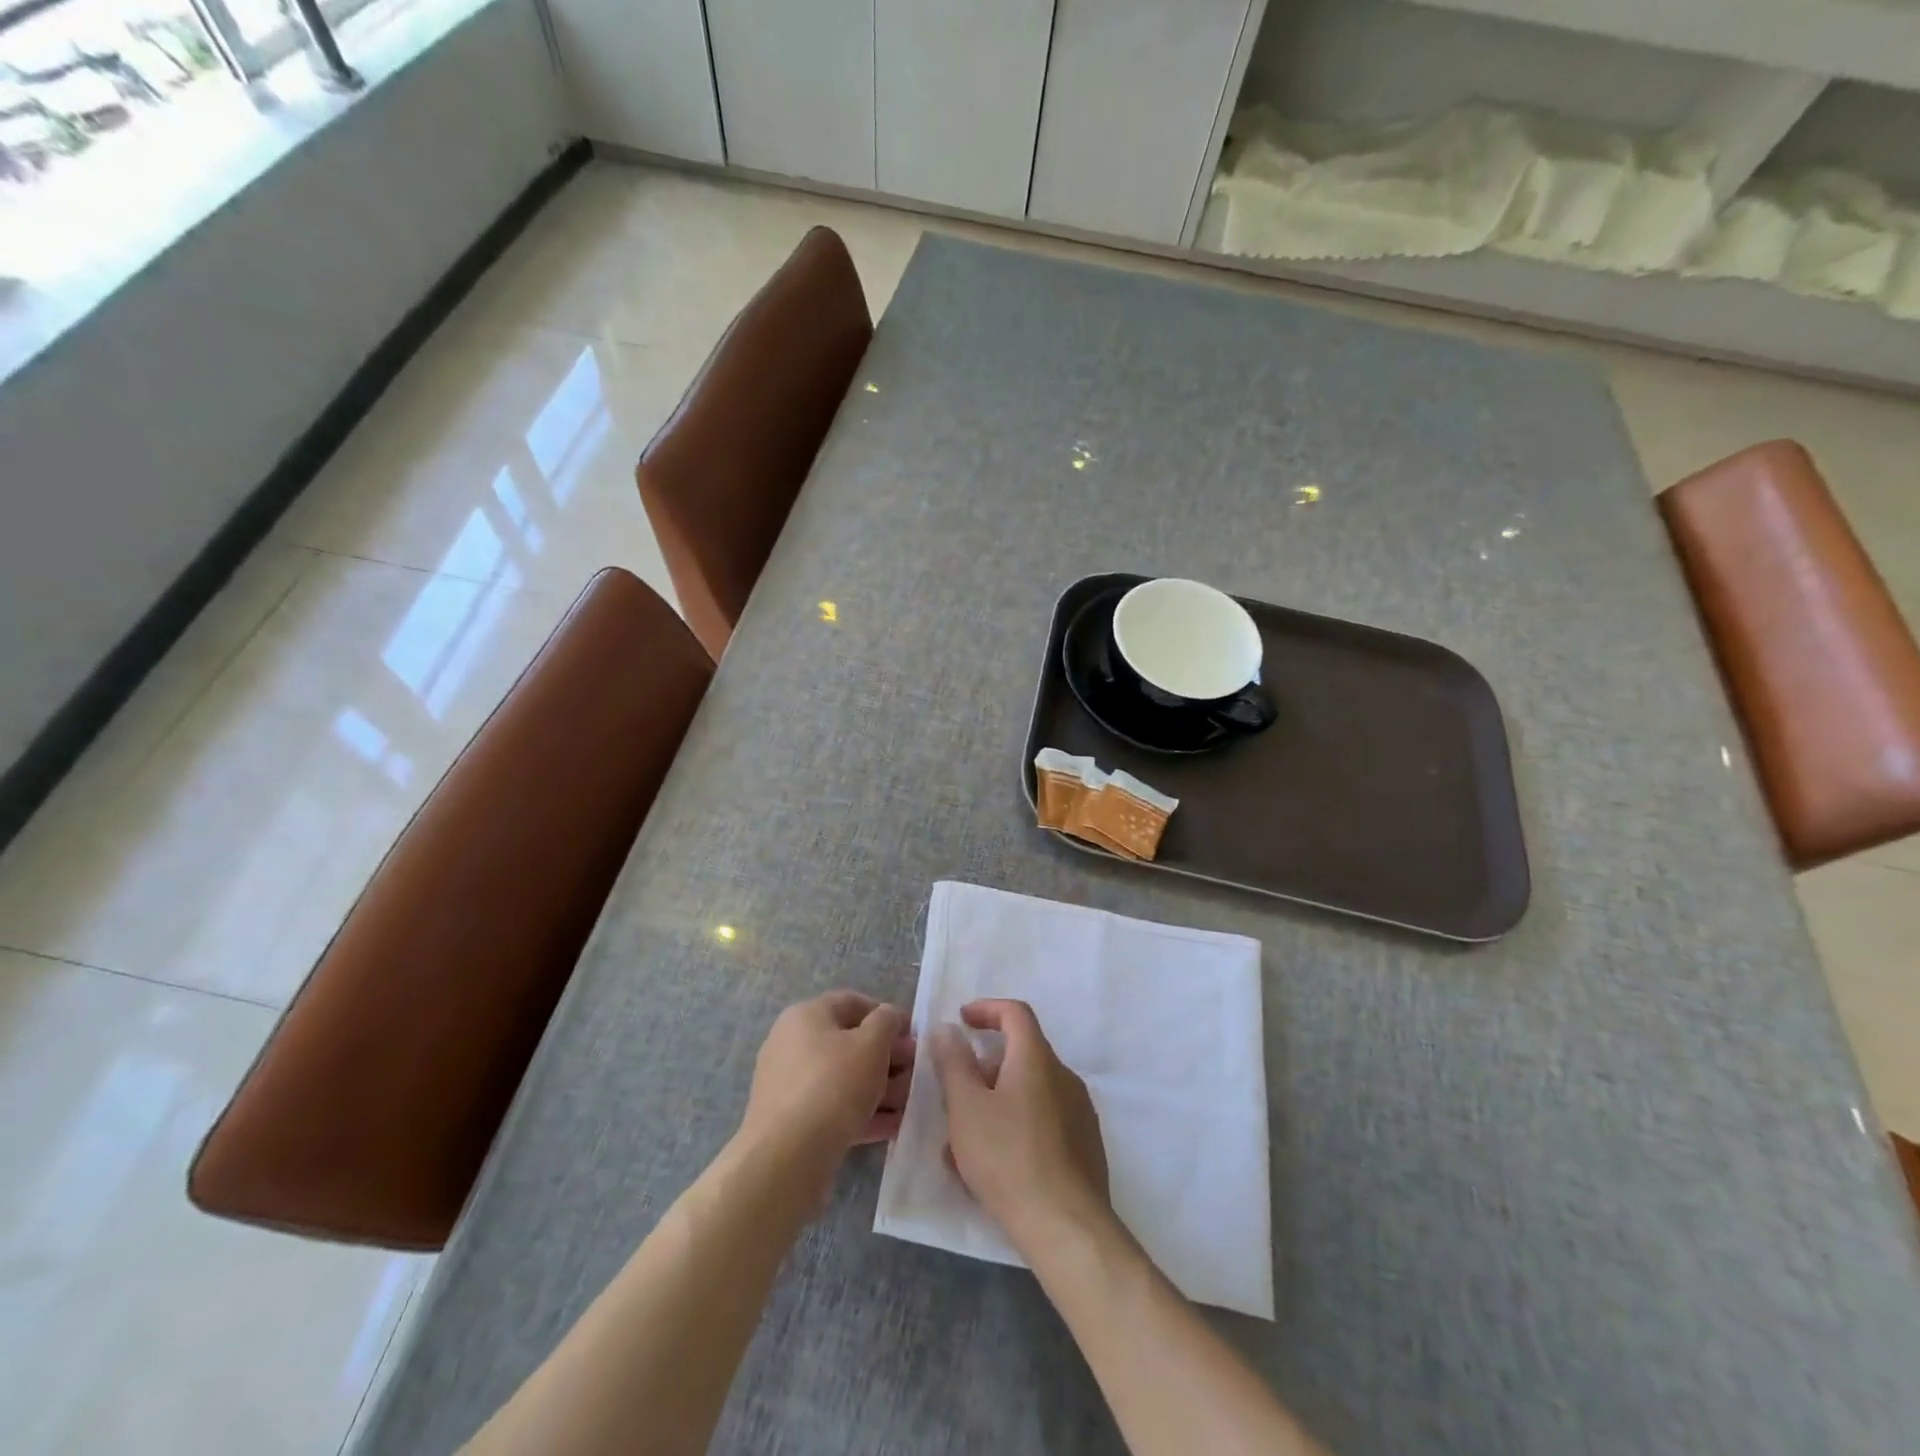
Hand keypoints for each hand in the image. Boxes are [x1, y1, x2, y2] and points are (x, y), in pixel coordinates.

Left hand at [741, 992, 914, 1164]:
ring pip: (844, 1079)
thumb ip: (886, 1022)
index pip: (851, 1002)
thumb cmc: (833, 1085)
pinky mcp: (793, 1123)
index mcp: (806, 1016)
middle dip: (887, 1056)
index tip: (913, 1034)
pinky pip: (834, 1109)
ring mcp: (790, 1085)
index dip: (886, 1014)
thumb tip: (887, 1016)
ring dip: (880, 1088)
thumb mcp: (871, 1044)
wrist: (787, 1157)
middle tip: (916, 1071)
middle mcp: (792, 1044)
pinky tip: (893, 1126)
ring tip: (910, 1103)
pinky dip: (863, 1113)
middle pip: (849, 1043)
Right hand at [932, 999, 1111, 1248]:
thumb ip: (953, 1063)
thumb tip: (948, 1030)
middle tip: (955, 1095)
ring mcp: (1078, 1114)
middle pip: (1021, 1057)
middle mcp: (1064, 1077)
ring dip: (994, 1107)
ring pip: (1028, 1095)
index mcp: (1037, 1059)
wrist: (1067, 1227)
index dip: (987, 1009)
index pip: (1015, 1013)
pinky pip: (1042, 1124)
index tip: (962, 1021)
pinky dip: (1014, 1131)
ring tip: (962, 1145)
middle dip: (983, 1070)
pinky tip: (991, 1169)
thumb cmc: (1008, 1157)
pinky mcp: (1084, 1148)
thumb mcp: (966, 1107)